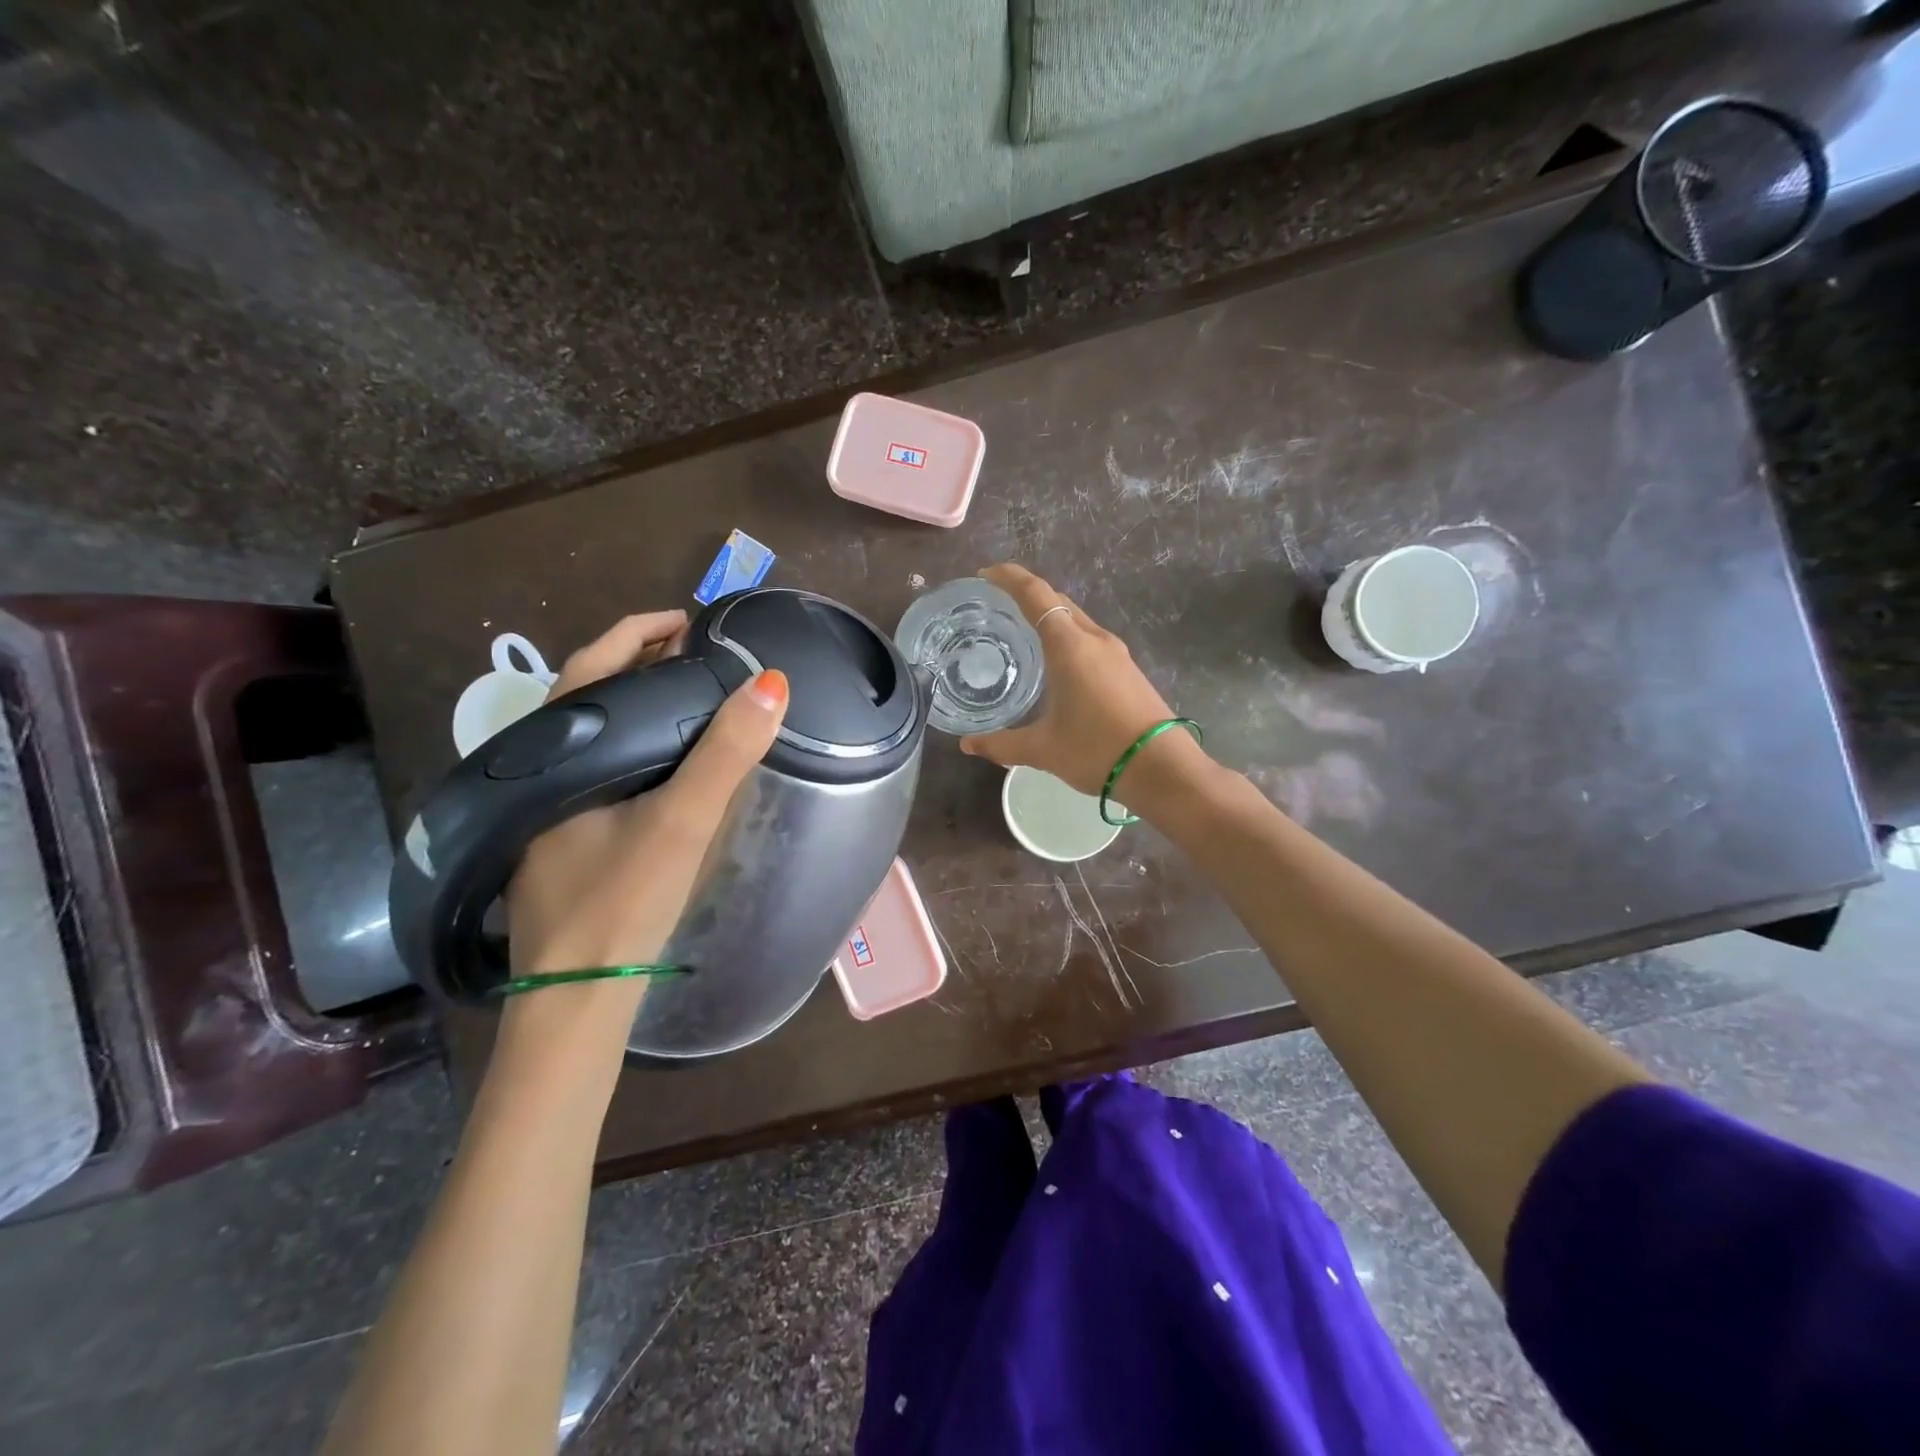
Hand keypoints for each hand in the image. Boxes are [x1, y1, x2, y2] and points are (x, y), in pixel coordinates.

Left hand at [498, 611, 788, 1059]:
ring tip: (690, 696)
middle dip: (640, 663)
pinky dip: (636, 743)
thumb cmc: (622, 900)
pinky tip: (665, 761)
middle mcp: (542, 772)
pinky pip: (600, 765)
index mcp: (557, 754)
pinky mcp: (562, 836)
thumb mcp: (681, 821)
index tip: (686, 619)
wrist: (576, 992)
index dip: (637, 631)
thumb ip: (725, 754)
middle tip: (697, 653)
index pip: (592, 667)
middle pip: (591, 696)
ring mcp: (547, 807)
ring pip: (595, 734)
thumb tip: (772, 684)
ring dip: (639, 705)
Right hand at [958, 564, 1203, 802]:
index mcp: (1069, 646)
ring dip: (1050, 616)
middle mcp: (1094, 639)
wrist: (1161, 769)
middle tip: (997, 603)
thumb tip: (968, 744)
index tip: (985, 574)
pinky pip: (1090, 639)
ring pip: (1076, 620)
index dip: (1009, 578)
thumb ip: (1001, 744)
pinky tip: (1057, 662)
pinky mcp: (1128, 670)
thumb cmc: (1096, 751)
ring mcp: (1116, 653)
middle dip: (1027, 594)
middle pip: (1058, 601)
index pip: (1035, 594)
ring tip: (1023, 631)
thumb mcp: (1042, 750)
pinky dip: (1067, 637)